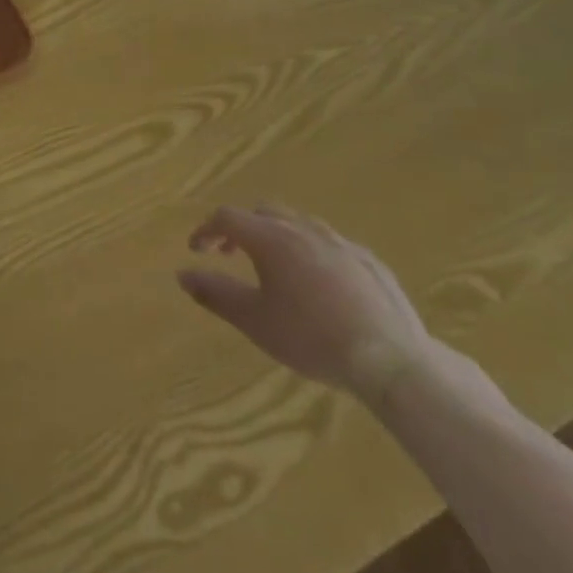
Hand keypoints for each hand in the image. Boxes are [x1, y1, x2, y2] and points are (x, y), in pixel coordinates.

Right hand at [178, 205, 437, 402]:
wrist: (390, 359)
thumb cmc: (311, 338)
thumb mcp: (254, 321)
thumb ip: (215, 293)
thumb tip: (182, 274)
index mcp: (271, 238)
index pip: (227, 217)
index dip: (206, 230)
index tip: (196, 250)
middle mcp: (302, 228)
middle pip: (263, 213)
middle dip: (241, 228)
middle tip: (230, 254)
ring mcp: (339, 241)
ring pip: (298, 223)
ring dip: (276, 236)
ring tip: (274, 267)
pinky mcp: (368, 260)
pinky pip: (329, 244)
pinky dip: (310, 252)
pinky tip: (318, 283)